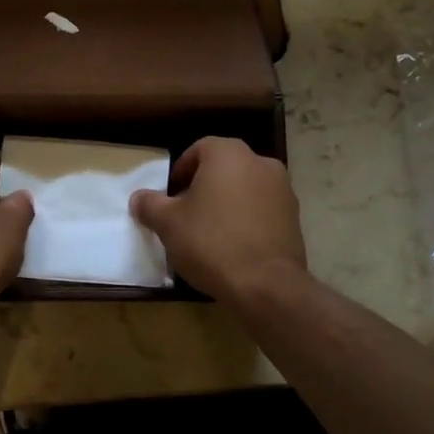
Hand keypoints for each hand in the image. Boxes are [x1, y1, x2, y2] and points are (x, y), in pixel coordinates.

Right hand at [131, 137, 306, 300]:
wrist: (265, 284)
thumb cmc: (210, 242)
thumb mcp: (168, 223)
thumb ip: (150, 205)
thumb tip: (139, 198)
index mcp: (229, 154)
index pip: (199, 149)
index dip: (180, 171)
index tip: (170, 196)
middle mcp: (260, 163)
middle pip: (224, 168)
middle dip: (204, 186)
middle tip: (186, 213)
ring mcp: (283, 190)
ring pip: (245, 188)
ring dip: (227, 202)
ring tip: (209, 232)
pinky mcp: (295, 217)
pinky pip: (262, 210)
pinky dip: (247, 219)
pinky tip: (233, 245)